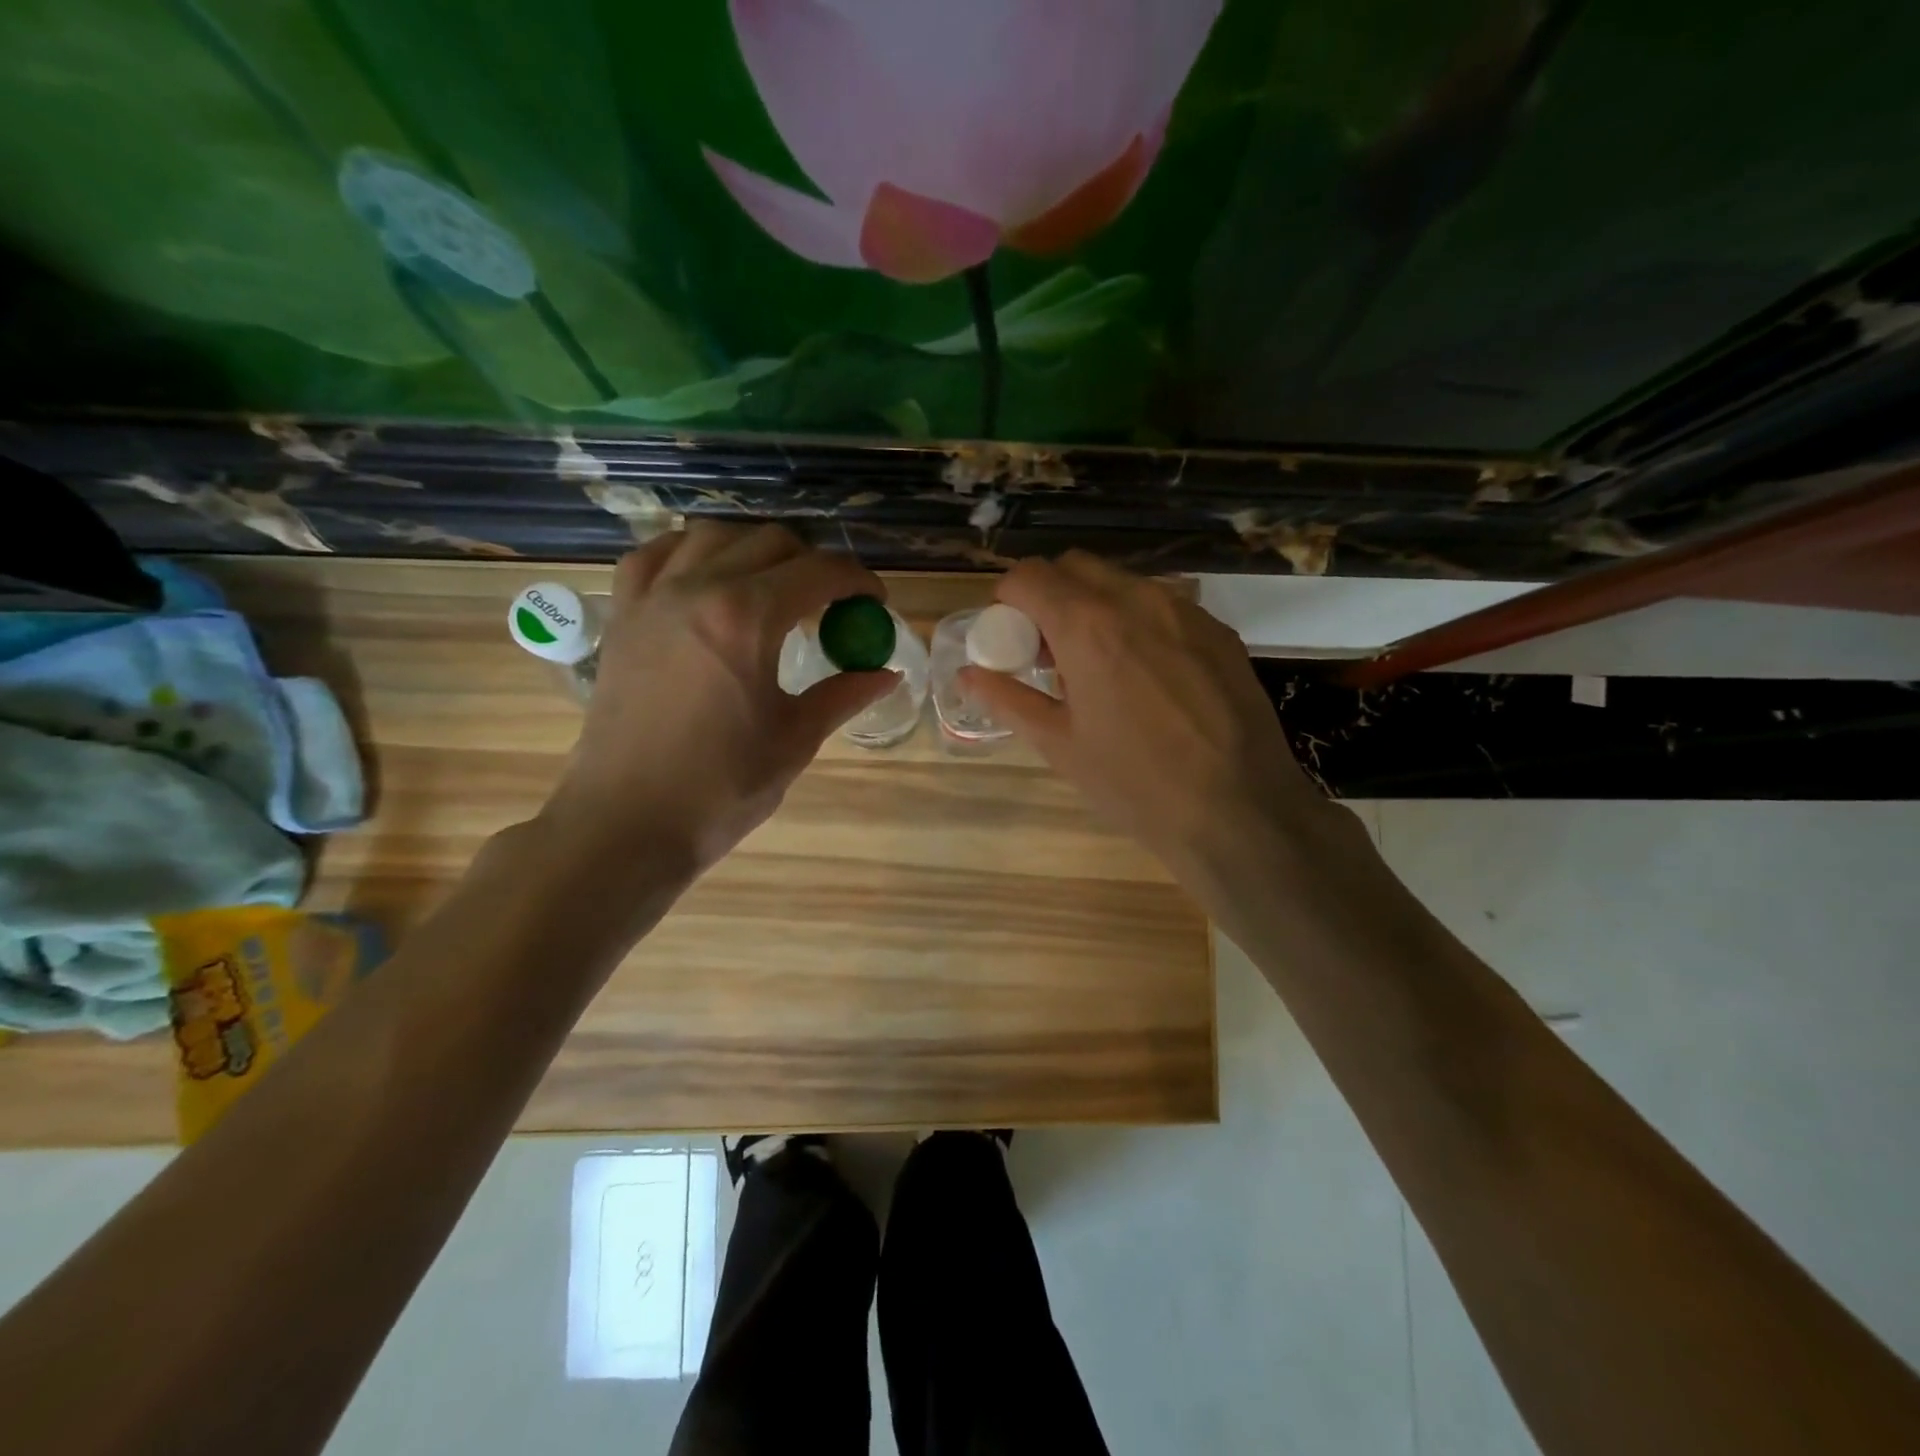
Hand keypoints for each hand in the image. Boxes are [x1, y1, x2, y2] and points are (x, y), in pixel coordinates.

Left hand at [542, 524, 897, 871]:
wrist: (627, 822)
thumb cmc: (720, 787)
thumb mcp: (794, 739)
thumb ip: (843, 695)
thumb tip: (887, 674)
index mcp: (747, 617)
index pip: (819, 572)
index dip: (858, 581)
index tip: (876, 602)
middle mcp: (697, 588)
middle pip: (770, 542)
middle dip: (813, 562)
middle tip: (832, 602)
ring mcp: (652, 596)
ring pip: (713, 535)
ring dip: (755, 550)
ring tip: (774, 586)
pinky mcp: (623, 615)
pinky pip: (657, 555)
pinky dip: (691, 553)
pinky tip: (707, 578)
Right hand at [960, 552, 1353, 884]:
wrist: (1239, 811)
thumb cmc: (1134, 784)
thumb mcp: (1059, 745)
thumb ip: (1008, 699)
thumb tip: (968, 675)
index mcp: (1088, 626)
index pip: (1029, 575)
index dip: (1008, 600)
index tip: (1011, 638)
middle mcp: (1138, 600)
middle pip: (1076, 568)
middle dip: (1051, 596)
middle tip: (1050, 651)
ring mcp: (1185, 611)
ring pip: (1123, 584)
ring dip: (1096, 608)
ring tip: (1101, 668)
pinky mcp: (1219, 631)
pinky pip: (1164, 608)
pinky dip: (1139, 624)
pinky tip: (1149, 679)